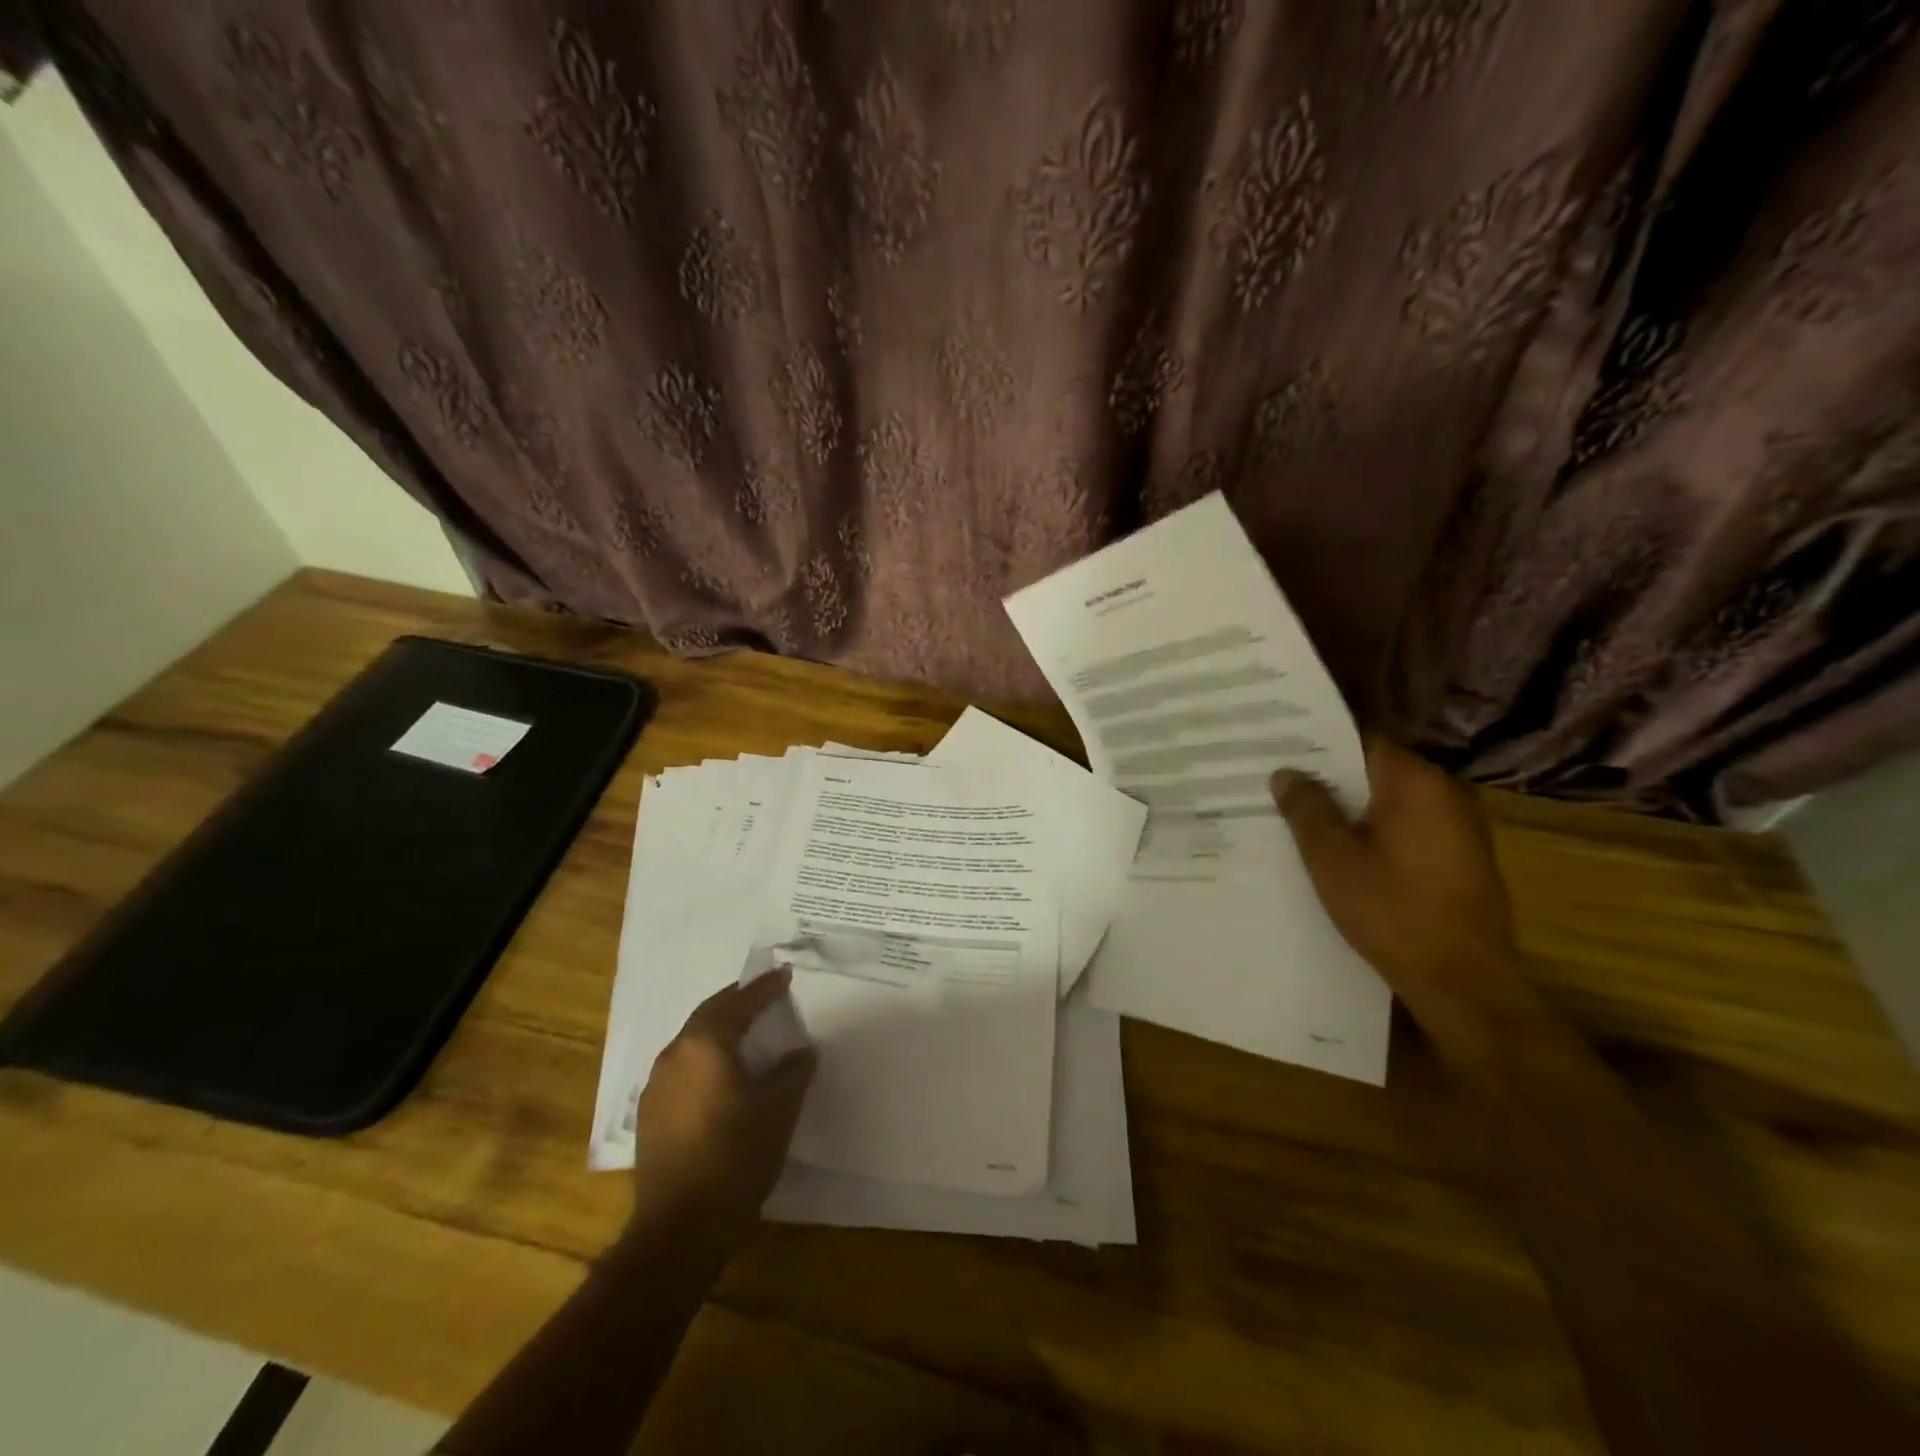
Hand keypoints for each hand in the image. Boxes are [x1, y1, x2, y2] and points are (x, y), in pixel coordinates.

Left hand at [627, 970, 815, 1252]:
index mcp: (705, 1044)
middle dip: (737, 1002)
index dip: (764, 988)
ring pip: (692, 1042)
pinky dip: (705, 1058)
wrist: (679, 1230)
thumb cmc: (735, 1158)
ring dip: (719, 1030)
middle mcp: (675, 1055)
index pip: (739, 1002)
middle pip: (709, 1015)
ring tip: (746, 1032)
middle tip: (764, 996)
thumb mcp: (778, 1110)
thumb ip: (793, 1072)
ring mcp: (656, 1086)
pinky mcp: (651, 1115)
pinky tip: (721, 1075)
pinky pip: (683, 1068)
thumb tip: (801, 1051)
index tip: (783, 975)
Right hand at [1270, 738, 1542, 1080]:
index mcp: (1416, 784)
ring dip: (1349, 807)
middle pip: (1375, 771)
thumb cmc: (1392, 911)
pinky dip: (1373, 831)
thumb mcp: (1332, 859)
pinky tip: (1339, 850)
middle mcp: (1445, 794)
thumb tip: (1287, 773)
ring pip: (1389, 802)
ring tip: (1298, 815)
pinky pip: (1406, 828)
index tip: (1277, 750)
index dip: (1316, 745)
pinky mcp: (1460, 859)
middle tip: (1278, 783)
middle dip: (1328, 778)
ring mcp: (1459, 828)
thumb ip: (1307, 809)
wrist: (1463, 983)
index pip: (1360, 742)